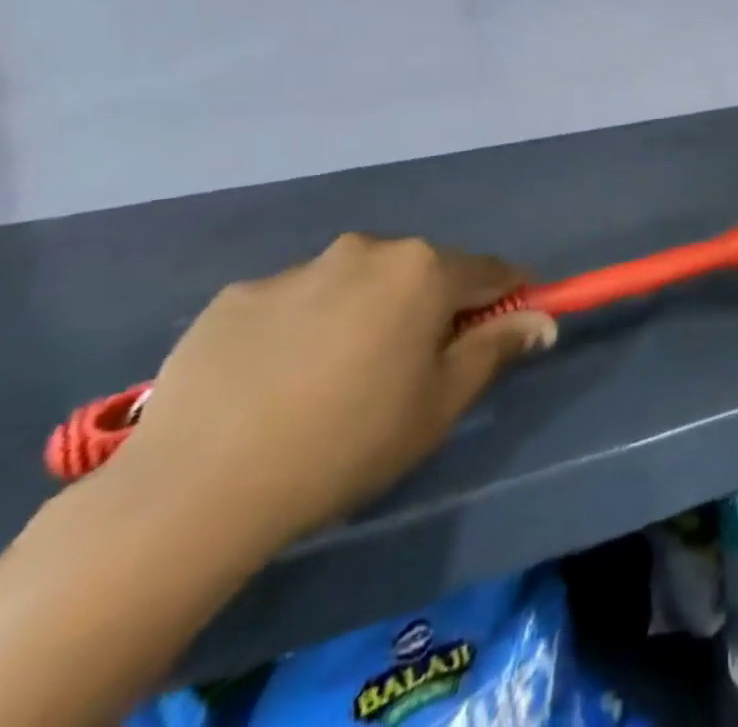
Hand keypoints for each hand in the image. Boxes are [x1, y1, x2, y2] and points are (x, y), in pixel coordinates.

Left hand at [111, 233, 554, 546]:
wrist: (196, 487)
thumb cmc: (349, 441)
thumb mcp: (441, 404)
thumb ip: (497, 348)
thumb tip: (541, 319)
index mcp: (423, 269)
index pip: (491, 271)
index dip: (506, 298)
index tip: (504, 329)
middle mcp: (366, 250)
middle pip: (421, 271)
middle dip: (428, 307)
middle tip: (408, 370)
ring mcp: (298, 268)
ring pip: (354, 283)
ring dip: (363, 314)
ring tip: (332, 381)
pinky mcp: (238, 295)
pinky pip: (294, 303)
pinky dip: (301, 329)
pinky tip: (274, 384)